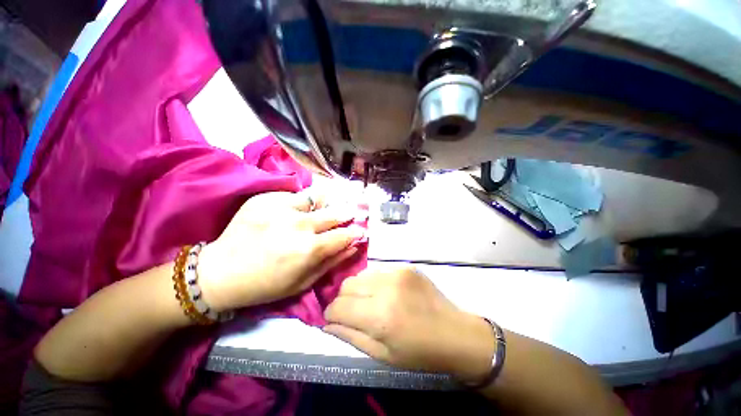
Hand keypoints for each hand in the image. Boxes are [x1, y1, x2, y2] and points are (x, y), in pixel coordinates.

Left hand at [198, 191, 364, 311]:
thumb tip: (354, 245)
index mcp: (309, 249)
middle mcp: (299, 224)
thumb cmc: (266, 284)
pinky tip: (293, 212)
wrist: (220, 273)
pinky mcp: (266, 199)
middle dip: (346, 213)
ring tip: (321, 210)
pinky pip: (293, 196)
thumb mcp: (304, 282)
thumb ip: (332, 261)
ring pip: (316, 198)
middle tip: (350, 213)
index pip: (344, 235)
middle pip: (334, 212)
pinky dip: (299, 203)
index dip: (355, 232)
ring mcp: (281, 207)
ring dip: (324, 205)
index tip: (360, 230)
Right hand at [324, 266, 495, 382]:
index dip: (331, 314)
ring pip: (361, 275)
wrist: (456, 333)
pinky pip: (378, 271)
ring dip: (359, 289)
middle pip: (347, 285)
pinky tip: (387, 293)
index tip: (335, 319)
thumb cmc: (420, 352)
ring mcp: (397, 272)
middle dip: (343, 300)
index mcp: (380, 316)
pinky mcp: (405, 266)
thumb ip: (351, 337)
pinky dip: (375, 282)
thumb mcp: (382, 355)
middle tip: (354, 311)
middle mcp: (386, 288)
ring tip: (371, 302)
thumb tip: (327, 324)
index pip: (338, 306)